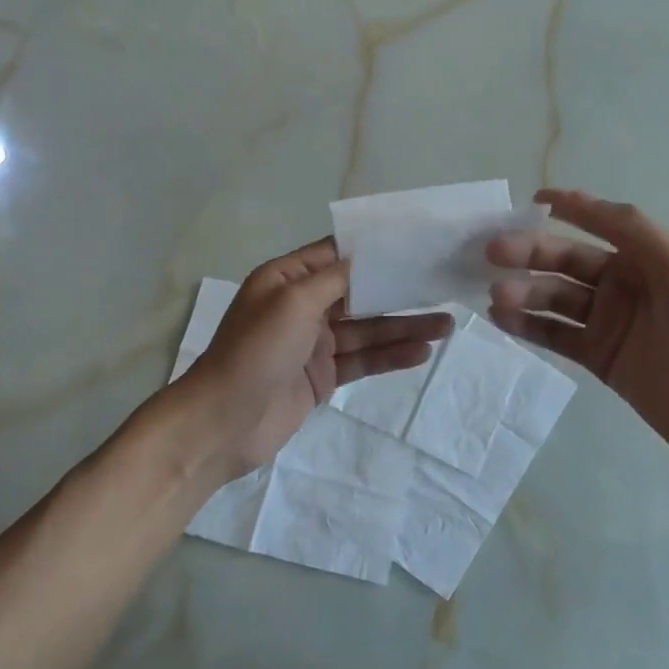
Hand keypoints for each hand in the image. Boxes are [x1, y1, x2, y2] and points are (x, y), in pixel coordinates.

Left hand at [182, 239, 452, 479]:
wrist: (223, 423)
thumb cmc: (256, 352)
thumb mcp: (293, 303)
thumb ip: (333, 279)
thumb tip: (363, 257)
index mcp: (286, 279)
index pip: (336, 255)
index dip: (373, 250)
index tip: (414, 245)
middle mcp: (301, 306)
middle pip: (359, 293)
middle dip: (398, 291)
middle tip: (441, 287)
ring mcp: (313, 343)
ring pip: (367, 329)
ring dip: (403, 326)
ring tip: (446, 325)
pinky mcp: (322, 376)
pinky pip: (362, 360)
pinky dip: (390, 356)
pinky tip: (421, 352)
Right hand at [487, 190, 668, 479]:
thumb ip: (635, 231)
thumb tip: (582, 204)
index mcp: (648, 256)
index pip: (601, 222)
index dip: (570, 207)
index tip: (532, 199)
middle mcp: (625, 284)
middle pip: (567, 260)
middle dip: (530, 253)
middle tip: (492, 253)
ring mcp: (609, 323)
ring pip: (555, 298)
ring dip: (524, 291)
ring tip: (495, 294)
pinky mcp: (598, 359)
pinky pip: (555, 335)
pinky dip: (528, 325)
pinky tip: (502, 318)